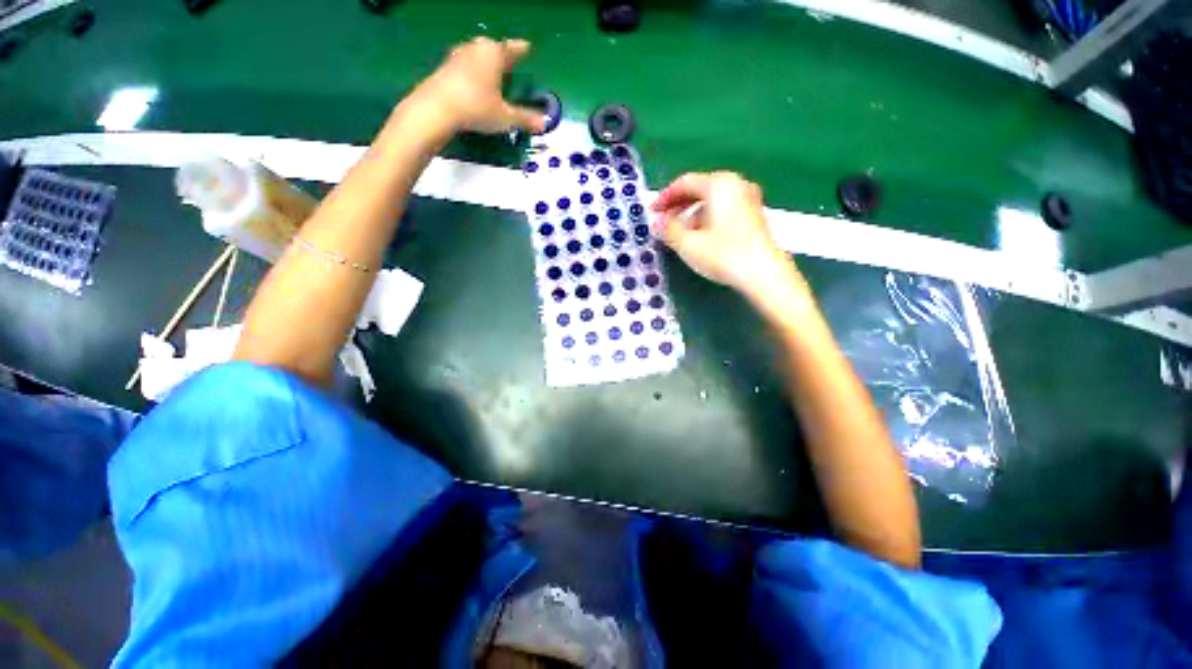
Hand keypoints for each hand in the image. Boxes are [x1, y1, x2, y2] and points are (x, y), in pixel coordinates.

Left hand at [414, 37, 545, 134]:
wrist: (436, 108)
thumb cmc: (477, 107)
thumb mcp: (506, 117)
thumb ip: (525, 119)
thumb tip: (543, 124)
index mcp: (494, 54)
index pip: (512, 49)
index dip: (521, 49)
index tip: (527, 47)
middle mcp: (476, 49)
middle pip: (491, 47)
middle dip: (501, 54)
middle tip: (509, 62)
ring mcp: (457, 56)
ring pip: (476, 55)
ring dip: (485, 62)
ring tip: (492, 74)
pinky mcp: (444, 68)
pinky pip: (464, 66)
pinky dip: (472, 72)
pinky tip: (474, 84)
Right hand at [651, 172, 805, 306]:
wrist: (764, 274)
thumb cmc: (723, 254)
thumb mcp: (688, 243)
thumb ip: (668, 229)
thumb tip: (658, 223)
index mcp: (719, 184)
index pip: (685, 183)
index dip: (665, 197)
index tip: (652, 211)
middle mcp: (736, 185)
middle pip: (700, 189)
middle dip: (678, 206)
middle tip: (663, 222)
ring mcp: (748, 199)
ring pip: (712, 201)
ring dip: (692, 214)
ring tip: (680, 233)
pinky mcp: (754, 216)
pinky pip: (724, 210)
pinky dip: (707, 219)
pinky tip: (701, 237)